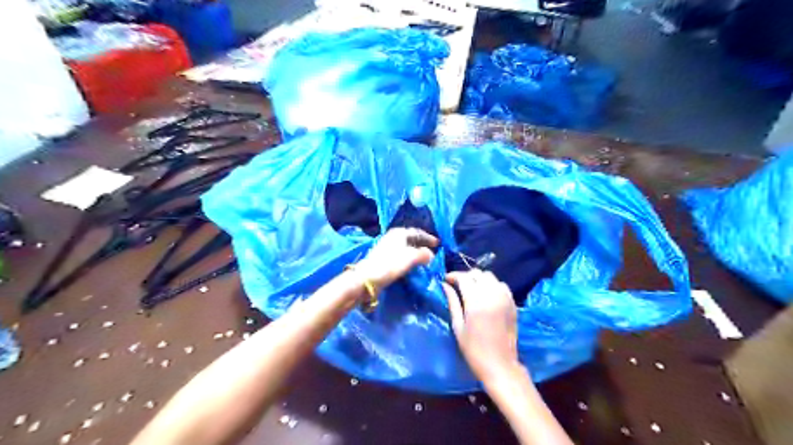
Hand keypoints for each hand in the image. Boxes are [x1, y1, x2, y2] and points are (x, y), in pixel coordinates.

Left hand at [354, 230, 436, 287]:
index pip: (417, 232)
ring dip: (415, 252)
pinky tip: (412, 266)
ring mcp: (386, 247)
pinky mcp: (383, 258)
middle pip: (411, 239)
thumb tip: (430, 255)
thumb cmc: (390, 265)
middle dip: (422, 244)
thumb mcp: (411, 257)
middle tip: (432, 251)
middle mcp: (392, 237)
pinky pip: (400, 255)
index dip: (428, 238)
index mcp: (399, 233)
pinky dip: (408, 258)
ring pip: (405, 247)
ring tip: (424, 260)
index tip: (438, 244)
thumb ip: (424, 254)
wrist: (367, 278)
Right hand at [443, 269, 523, 383]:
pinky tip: (486, 295)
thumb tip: (445, 285)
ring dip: (479, 279)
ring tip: (472, 289)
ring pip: (490, 277)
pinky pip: (501, 285)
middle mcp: (492, 295)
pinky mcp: (512, 303)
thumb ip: (452, 302)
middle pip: (478, 274)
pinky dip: (492, 285)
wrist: (500, 365)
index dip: (453, 276)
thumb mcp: (458, 326)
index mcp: (476, 302)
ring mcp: (505, 298)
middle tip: (457, 285)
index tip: (446, 280)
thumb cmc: (473, 350)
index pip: (464, 278)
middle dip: (466, 276)